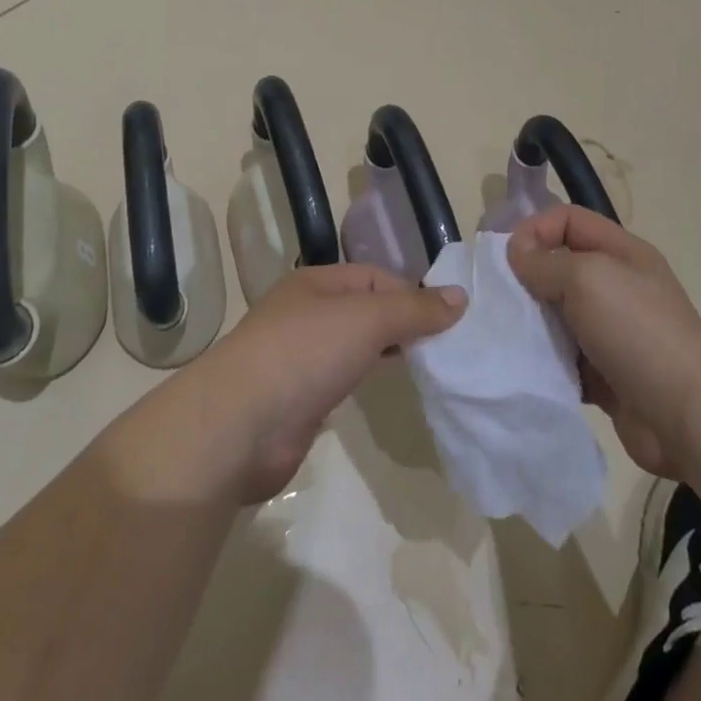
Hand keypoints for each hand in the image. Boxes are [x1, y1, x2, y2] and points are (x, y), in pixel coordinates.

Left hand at [111, 265, 466, 505]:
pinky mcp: (299, 399)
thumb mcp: (367, 319)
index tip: (447, 319)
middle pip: (365, 310)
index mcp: (316, 284)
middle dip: (402, 323)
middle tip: (443, 345)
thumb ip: (414, 309)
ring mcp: (300, 358)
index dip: (411, 293)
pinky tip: (385, 390)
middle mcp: (306, 314)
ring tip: (426, 367)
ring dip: (386, 352)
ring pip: (354, 346)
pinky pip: (343, 379)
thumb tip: (460, 297)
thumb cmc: (305, 353)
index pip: (374, 277)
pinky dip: (366, 380)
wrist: (240, 424)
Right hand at [508, 206, 700, 478]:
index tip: (507, 259)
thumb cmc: (639, 331)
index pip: (568, 220)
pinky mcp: (604, 374)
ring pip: (557, 315)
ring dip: (530, 323)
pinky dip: (543, 361)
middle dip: (526, 278)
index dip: (535, 229)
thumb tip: (516, 254)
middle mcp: (616, 286)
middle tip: (497, 299)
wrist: (689, 416)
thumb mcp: (588, 278)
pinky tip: (524, 368)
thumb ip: (545, 262)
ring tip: (505, 335)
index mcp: (621, 253)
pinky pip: (562, 357)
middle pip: (559, 266)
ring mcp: (612, 332)